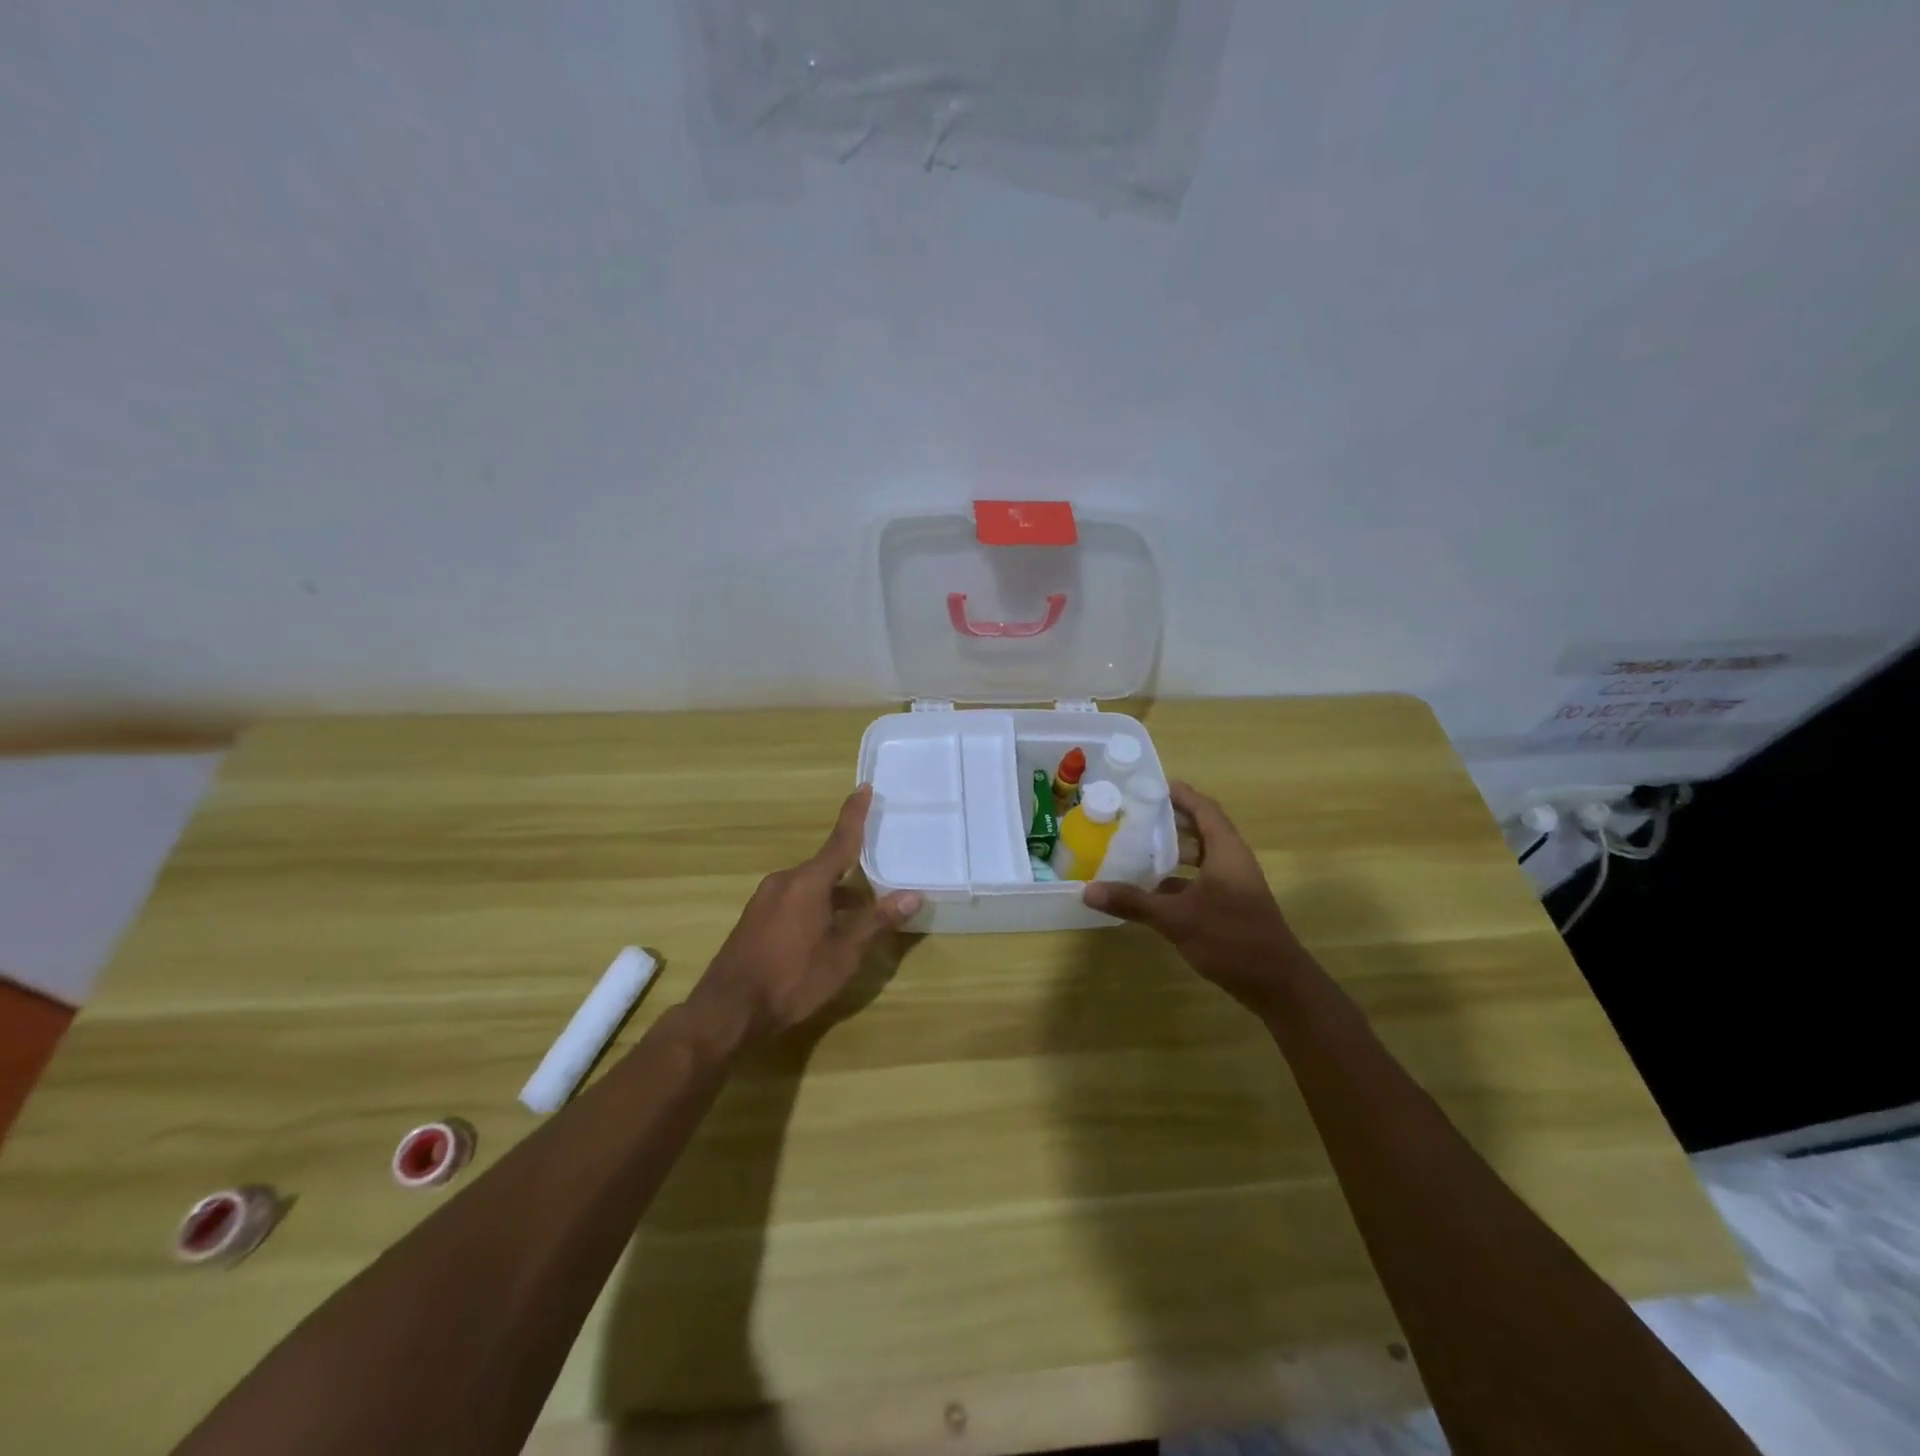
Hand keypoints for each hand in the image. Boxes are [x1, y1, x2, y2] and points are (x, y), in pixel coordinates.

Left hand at [683, 785, 921, 1052]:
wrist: (727, 1011)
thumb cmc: (791, 979)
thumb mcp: (842, 955)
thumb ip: (876, 922)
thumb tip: (913, 895)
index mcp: (808, 882)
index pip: (840, 840)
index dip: (854, 815)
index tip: (863, 788)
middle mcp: (784, 881)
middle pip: (826, 866)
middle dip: (852, 871)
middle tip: (880, 875)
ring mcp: (765, 900)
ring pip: (810, 886)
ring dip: (835, 895)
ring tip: (860, 914)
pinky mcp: (755, 918)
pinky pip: (794, 900)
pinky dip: (816, 906)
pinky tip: (826, 932)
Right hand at [1082, 781, 1305, 1014]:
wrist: (1277, 984)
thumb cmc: (1231, 938)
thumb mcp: (1177, 919)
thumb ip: (1133, 902)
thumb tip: (1088, 891)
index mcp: (1226, 850)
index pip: (1203, 808)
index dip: (1178, 793)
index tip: (1146, 786)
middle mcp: (1232, 860)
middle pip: (1200, 828)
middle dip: (1169, 819)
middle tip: (1133, 814)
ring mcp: (1233, 884)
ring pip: (1200, 855)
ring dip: (1172, 849)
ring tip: (1136, 846)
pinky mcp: (1230, 905)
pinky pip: (1200, 879)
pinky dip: (1177, 878)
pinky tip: (1150, 888)